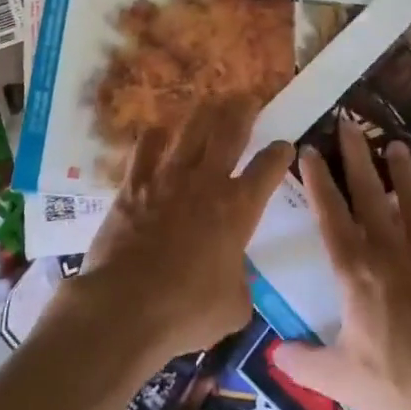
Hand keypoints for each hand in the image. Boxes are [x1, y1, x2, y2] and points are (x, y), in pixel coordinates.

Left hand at [70, 95, 293, 360]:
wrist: (125, 307)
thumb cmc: (187, 312)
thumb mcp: (233, 307)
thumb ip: (240, 283)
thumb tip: (236, 278)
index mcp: (238, 209)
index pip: (267, 168)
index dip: (279, 153)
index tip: (285, 144)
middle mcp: (206, 182)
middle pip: (229, 132)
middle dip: (243, 111)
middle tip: (249, 98)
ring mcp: (167, 178)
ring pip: (190, 130)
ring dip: (204, 113)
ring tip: (212, 101)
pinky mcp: (133, 184)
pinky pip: (146, 148)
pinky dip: (155, 137)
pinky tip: (158, 132)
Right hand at [273, 117, 410, 409]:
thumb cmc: (397, 389)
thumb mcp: (339, 380)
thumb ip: (303, 363)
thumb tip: (272, 354)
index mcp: (355, 272)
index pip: (330, 214)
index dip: (318, 180)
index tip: (310, 149)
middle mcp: (391, 252)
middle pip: (370, 193)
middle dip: (357, 155)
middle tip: (350, 122)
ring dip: (404, 172)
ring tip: (397, 146)